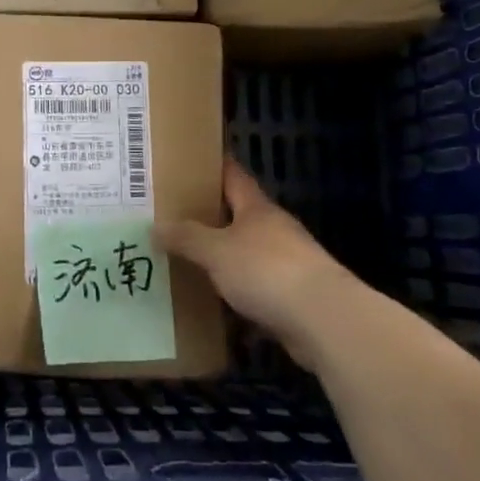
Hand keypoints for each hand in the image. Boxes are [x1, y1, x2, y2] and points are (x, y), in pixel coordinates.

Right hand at [159, 160, 359, 364]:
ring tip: (188, 258)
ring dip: (223, 256)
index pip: (233, 177)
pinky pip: (255, 287)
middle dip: (211, 215)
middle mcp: (274, 230)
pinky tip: (214, 299)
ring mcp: (288, 263)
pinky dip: (236, 290)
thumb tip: (156, 226)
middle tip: (174, 215)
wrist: (323, 320)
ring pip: (247, 252)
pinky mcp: (293, 296)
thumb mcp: (216, 251)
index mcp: (257, 209)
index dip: (214, 167)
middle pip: (239, 215)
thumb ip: (187, 238)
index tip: (191, 160)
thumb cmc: (267, 271)